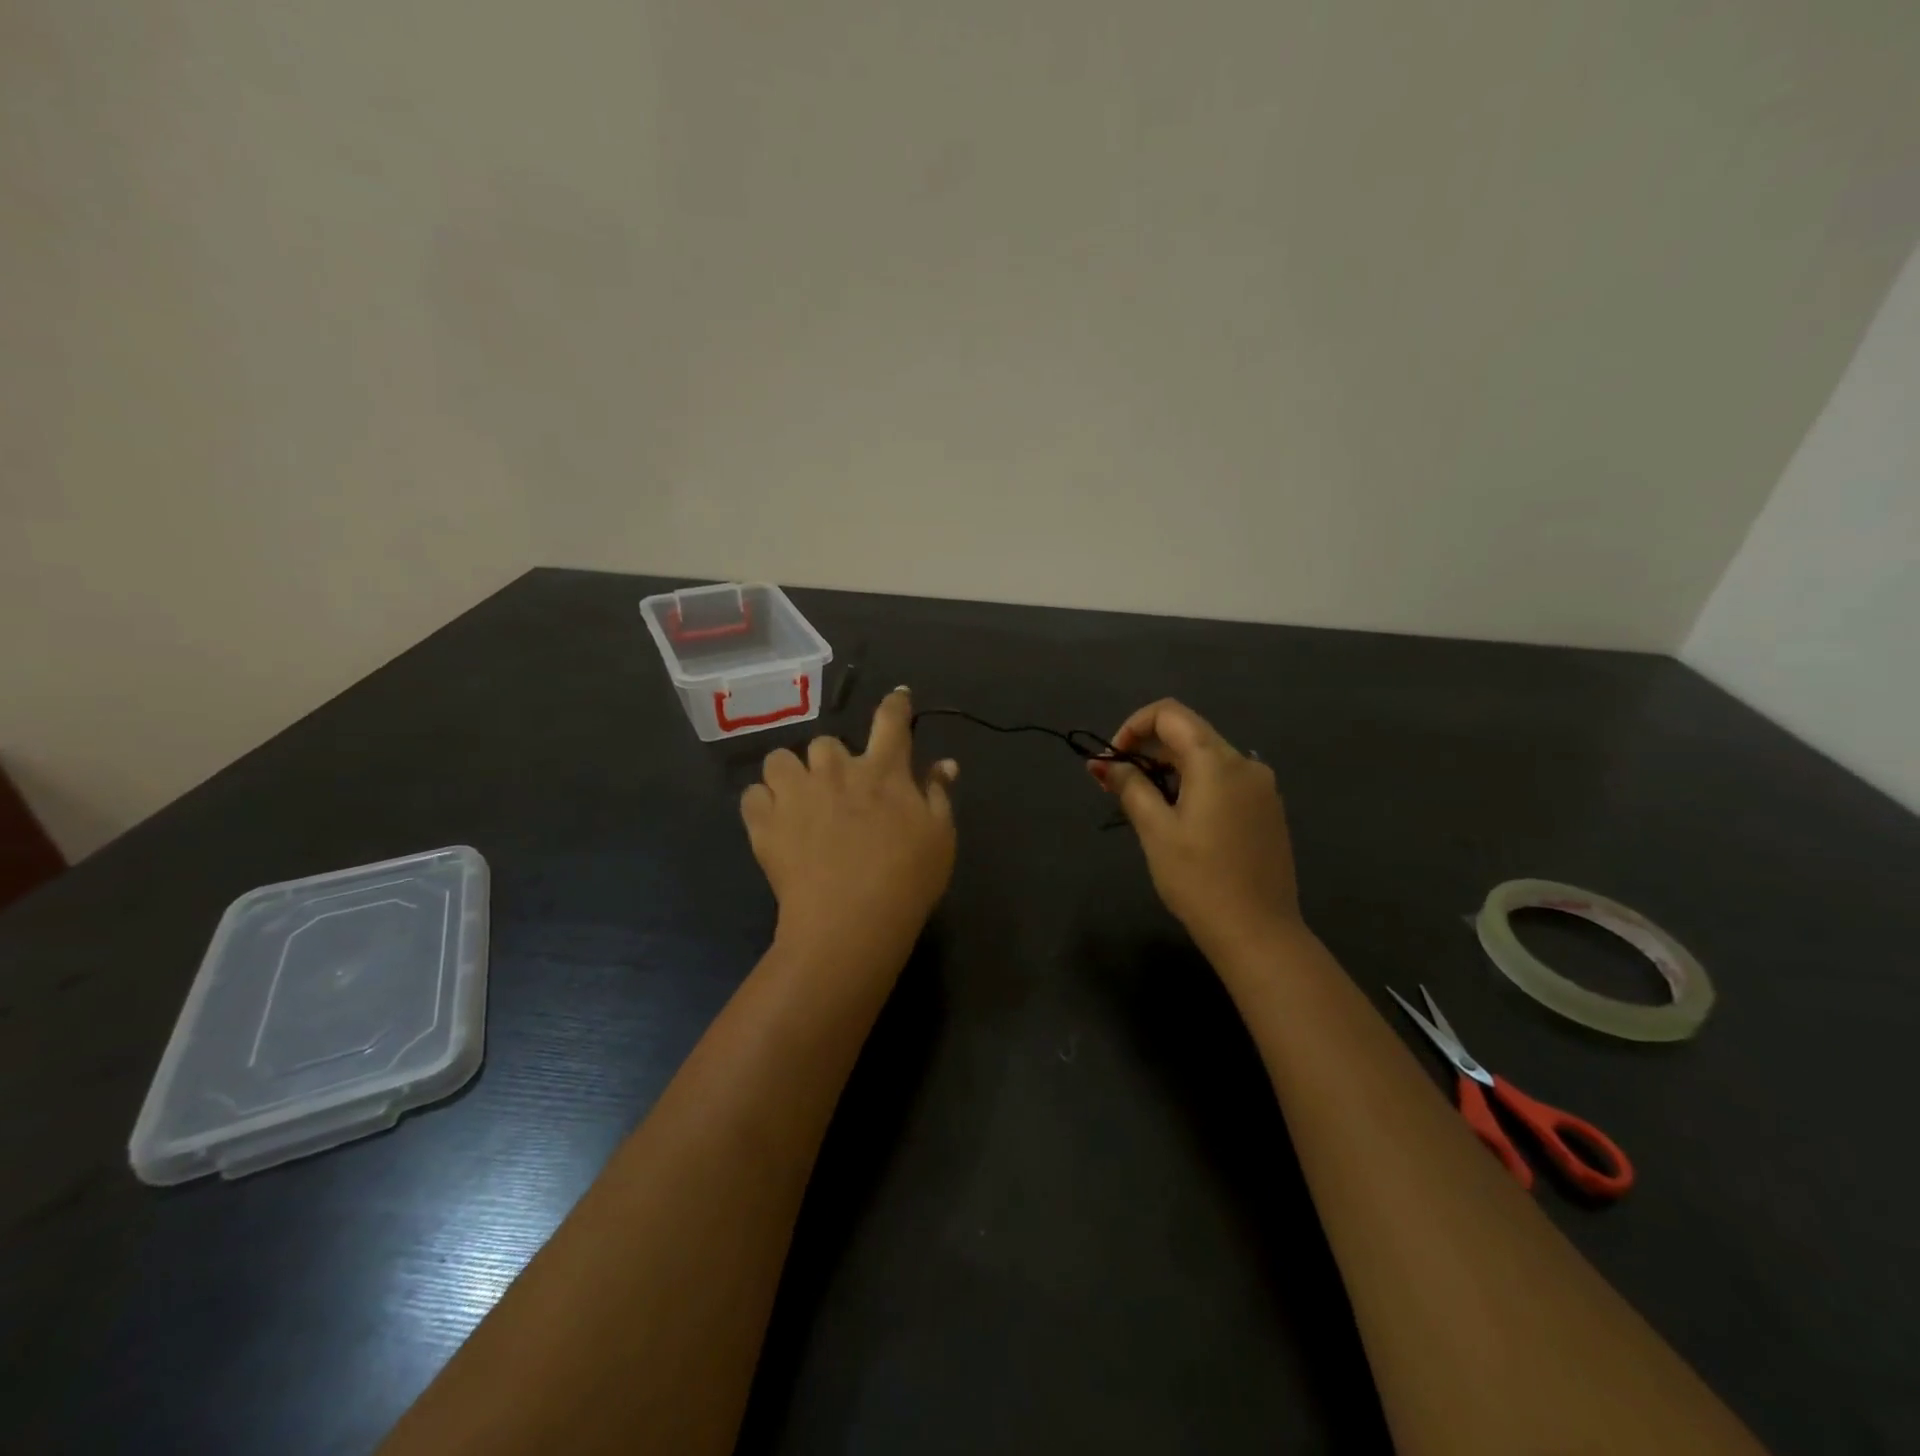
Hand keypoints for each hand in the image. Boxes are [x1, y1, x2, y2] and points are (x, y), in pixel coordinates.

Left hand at [741, 687, 957, 958]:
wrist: (852, 922)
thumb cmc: (907, 880)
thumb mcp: (940, 836)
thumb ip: (938, 794)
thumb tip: (945, 763)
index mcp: (883, 771)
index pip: (891, 721)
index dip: (896, 704)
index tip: (898, 696)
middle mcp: (836, 771)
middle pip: (826, 741)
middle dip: (832, 760)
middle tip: (839, 788)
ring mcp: (796, 794)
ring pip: (780, 759)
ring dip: (790, 774)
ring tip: (798, 798)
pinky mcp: (765, 823)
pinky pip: (752, 796)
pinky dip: (762, 805)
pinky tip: (774, 822)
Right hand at [1093, 699, 1302, 959]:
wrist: (1259, 933)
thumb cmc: (1199, 880)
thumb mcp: (1155, 830)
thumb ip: (1129, 787)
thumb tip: (1102, 763)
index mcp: (1217, 761)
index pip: (1170, 714)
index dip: (1133, 727)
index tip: (1113, 761)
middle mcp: (1245, 763)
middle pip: (1188, 734)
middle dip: (1147, 752)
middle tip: (1117, 787)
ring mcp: (1262, 787)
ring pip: (1207, 759)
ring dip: (1169, 770)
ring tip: (1145, 808)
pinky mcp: (1267, 810)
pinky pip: (1225, 781)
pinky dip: (1195, 786)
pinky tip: (1181, 821)